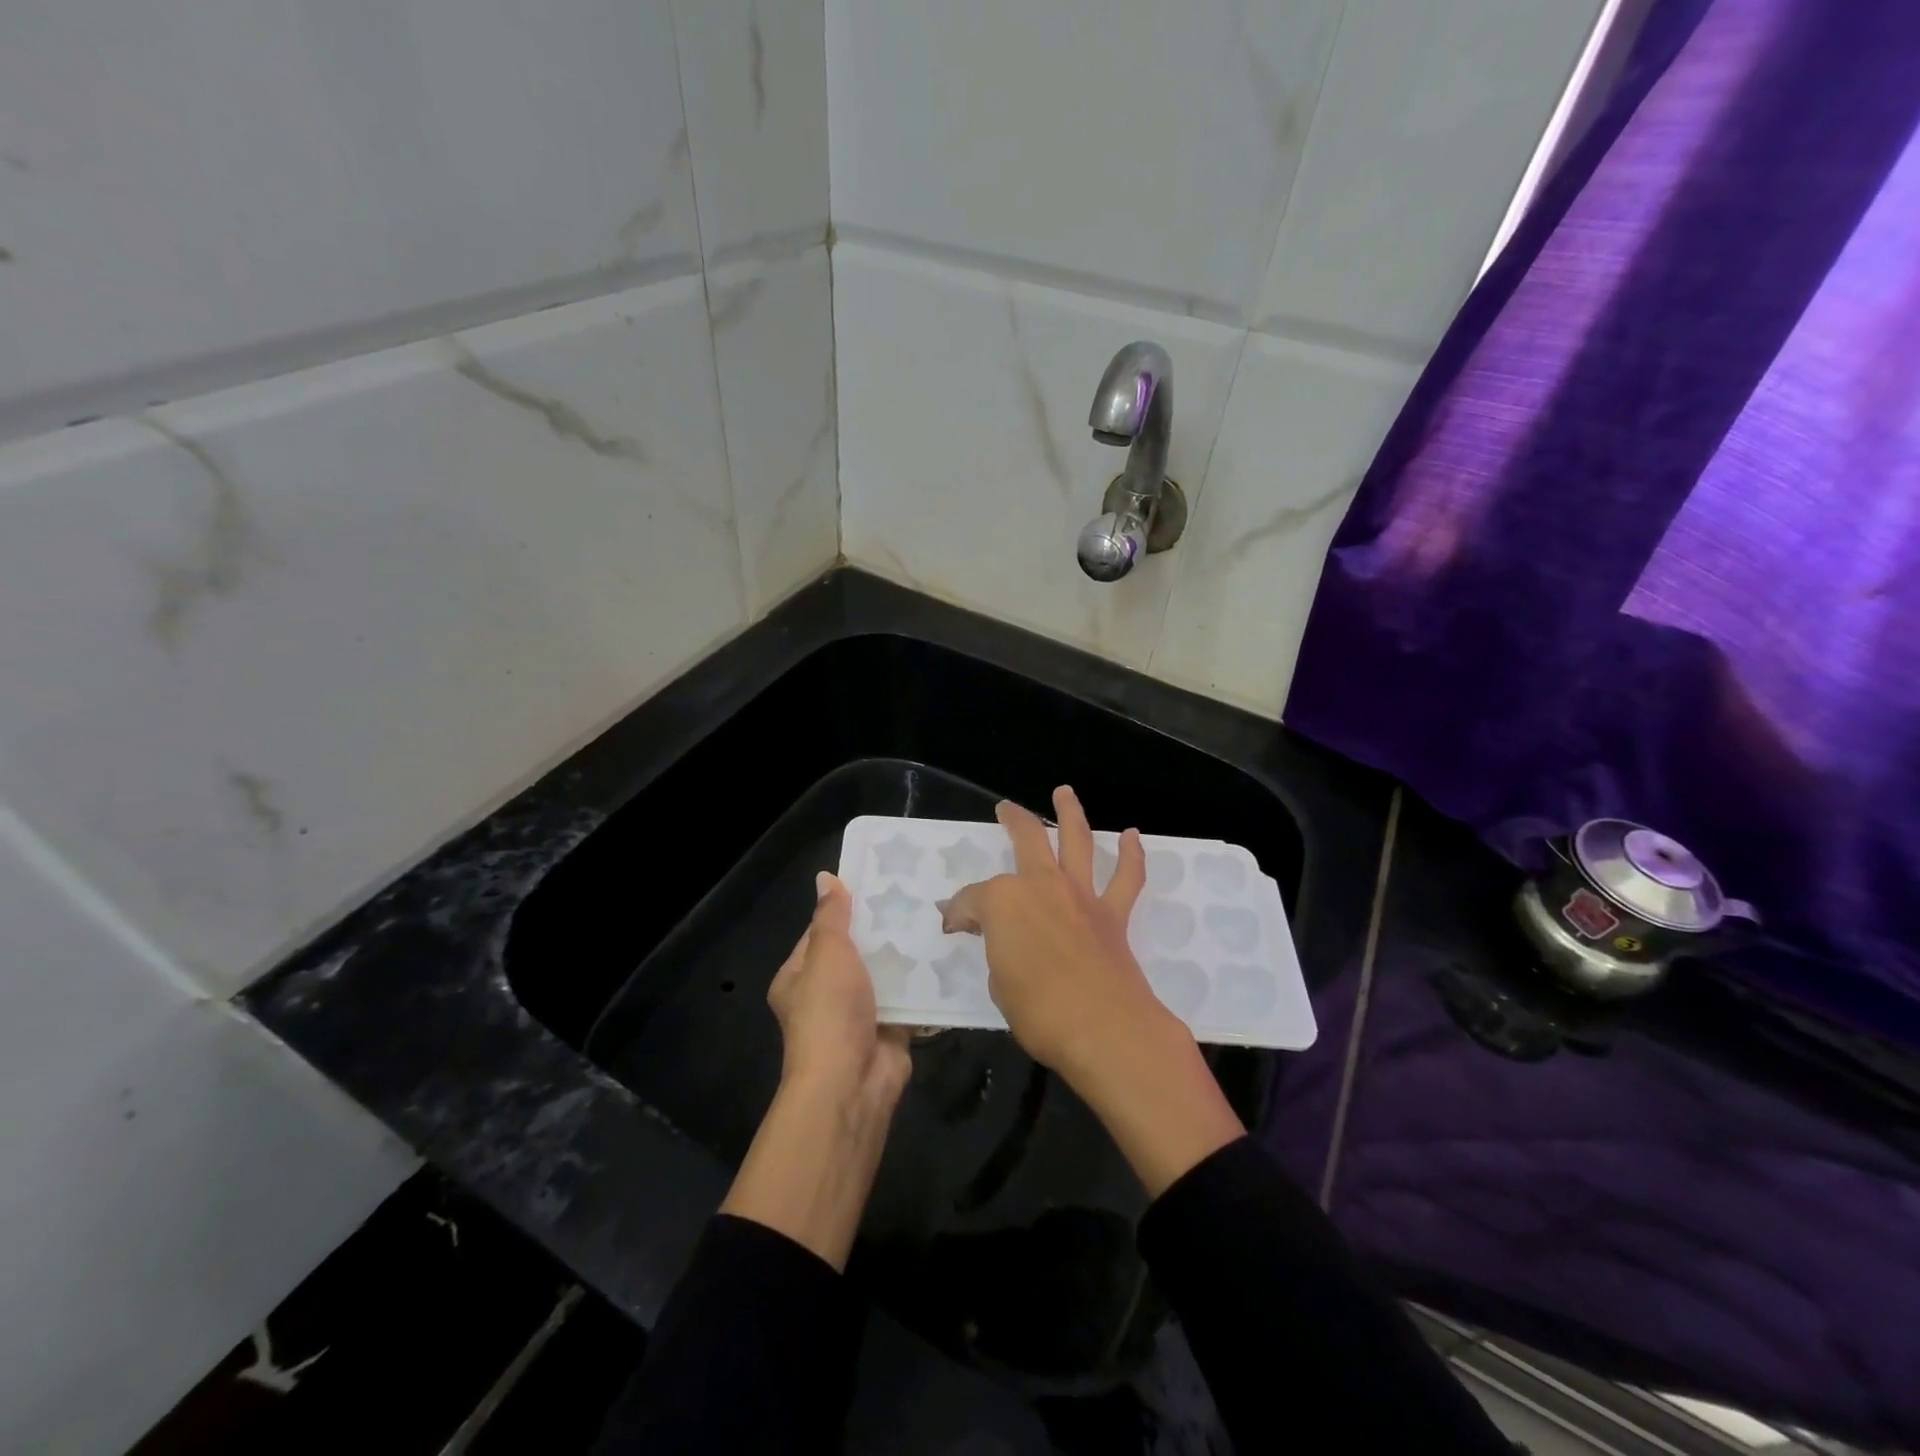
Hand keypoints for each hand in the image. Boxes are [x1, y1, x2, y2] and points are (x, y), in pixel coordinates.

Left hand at [720, 873, 910, 1270]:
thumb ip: (831, 916)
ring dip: (906, 954)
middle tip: (917, 895)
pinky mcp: (891, 1028)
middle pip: (857, 951)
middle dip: (882, 929)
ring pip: (885, 973)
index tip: (878, 881)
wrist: (851, 1083)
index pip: (821, 932)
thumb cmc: (829, 1011)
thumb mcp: (826, 953)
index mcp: (799, 976)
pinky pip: (909, 997)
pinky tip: (948, 954)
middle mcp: (827, 994)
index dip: (845, 907)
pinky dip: (924, 982)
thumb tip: (825, 877)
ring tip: (938, 916)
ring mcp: (859, 1013)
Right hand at [939, 787, 1159, 1072]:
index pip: (971, 900)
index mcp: (1003, 901)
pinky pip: (1127, 877)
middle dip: (1013, 820)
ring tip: (1065, 792)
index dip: (958, 913)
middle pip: (1027, 838)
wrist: (1104, 1028)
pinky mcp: (1113, 914)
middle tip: (1005, 809)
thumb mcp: (998, 984)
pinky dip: (1132, 855)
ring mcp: (1080, 895)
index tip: (953, 927)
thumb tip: (1000, 942)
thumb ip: (997, 953)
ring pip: (1077, 840)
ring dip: (1070, 813)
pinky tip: (1133, 836)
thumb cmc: (1038, 1011)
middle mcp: (1041, 884)